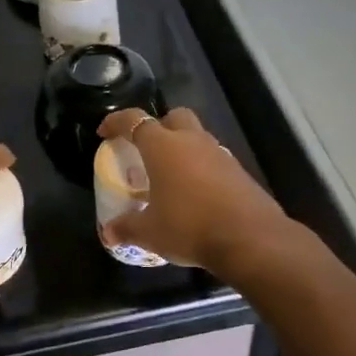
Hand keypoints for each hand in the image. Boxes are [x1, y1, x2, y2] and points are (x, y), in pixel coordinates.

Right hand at [97, 107, 292, 275]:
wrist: (250, 238)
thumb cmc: (189, 227)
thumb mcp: (150, 232)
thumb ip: (127, 228)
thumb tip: (109, 232)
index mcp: (163, 147)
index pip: (134, 121)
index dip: (116, 122)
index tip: (104, 132)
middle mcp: (192, 141)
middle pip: (174, 117)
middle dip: (159, 126)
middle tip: (147, 149)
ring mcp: (220, 154)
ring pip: (197, 137)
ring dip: (183, 148)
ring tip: (171, 176)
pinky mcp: (239, 171)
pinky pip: (213, 160)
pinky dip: (201, 168)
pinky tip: (196, 193)